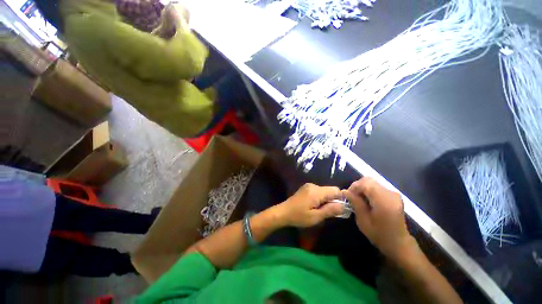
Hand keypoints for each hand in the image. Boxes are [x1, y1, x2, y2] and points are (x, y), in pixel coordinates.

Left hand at [275, 183, 344, 227]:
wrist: (283, 212)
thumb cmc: (299, 216)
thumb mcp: (315, 217)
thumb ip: (330, 210)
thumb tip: (344, 206)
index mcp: (316, 191)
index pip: (335, 190)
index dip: (341, 199)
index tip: (339, 209)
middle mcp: (313, 185)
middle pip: (330, 190)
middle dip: (333, 200)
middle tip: (328, 212)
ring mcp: (309, 186)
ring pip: (324, 191)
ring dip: (326, 200)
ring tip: (320, 210)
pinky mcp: (306, 188)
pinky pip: (318, 191)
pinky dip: (320, 198)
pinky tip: (314, 206)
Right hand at [343, 177, 416, 261]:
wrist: (398, 243)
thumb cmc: (379, 234)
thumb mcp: (363, 220)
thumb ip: (355, 203)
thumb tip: (344, 191)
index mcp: (384, 201)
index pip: (365, 184)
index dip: (354, 187)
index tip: (347, 195)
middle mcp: (390, 193)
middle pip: (369, 180)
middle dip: (357, 186)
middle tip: (352, 196)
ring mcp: (393, 193)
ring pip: (372, 182)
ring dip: (362, 188)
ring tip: (358, 199)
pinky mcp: (393, 195)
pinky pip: (377, 186)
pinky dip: (369, 190)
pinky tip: (366, 200)